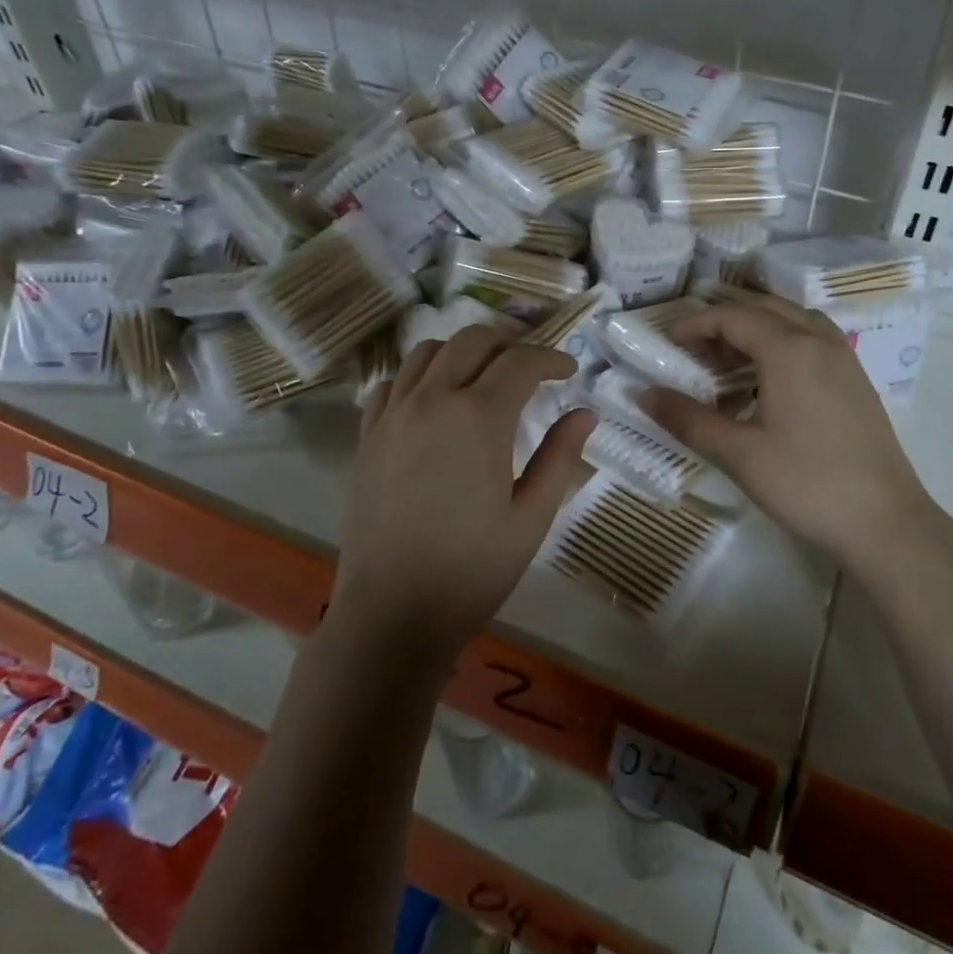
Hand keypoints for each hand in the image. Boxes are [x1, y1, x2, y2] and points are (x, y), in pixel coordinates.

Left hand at [333, 326, 596, 651]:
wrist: (392, 613)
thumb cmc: (471, 570)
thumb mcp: (531, 517)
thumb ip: (560, 456)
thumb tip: (584, 413)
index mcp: (478, 417)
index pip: (521, 361)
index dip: (551, 358)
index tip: (569, 371)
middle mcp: (432, 400)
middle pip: (472, 340)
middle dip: (509, 343)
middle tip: (531, 369)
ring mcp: (393, 414)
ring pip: (428, 351)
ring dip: (463, 352)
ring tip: (483, 378)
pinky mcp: (367, 435)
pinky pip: (393, 382)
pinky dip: (420, 376)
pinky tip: (434, 402)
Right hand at [640, 293, 932, 568]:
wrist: (887, 524)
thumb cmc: (807, 483)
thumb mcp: (738, 453)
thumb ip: (687, 419)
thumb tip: (642, 395)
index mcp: (790, 350)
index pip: (734, 317)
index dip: (697, 324)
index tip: (668, 342)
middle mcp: (820, 341)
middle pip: (764, 310)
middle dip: (725, 323)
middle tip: (694, 352)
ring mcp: (845, 359)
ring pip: (793, 323)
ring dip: (756, 331)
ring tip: (728, 363)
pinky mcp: (857, 381)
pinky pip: (812, 342)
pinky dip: (782, 346)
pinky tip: (768, 385)